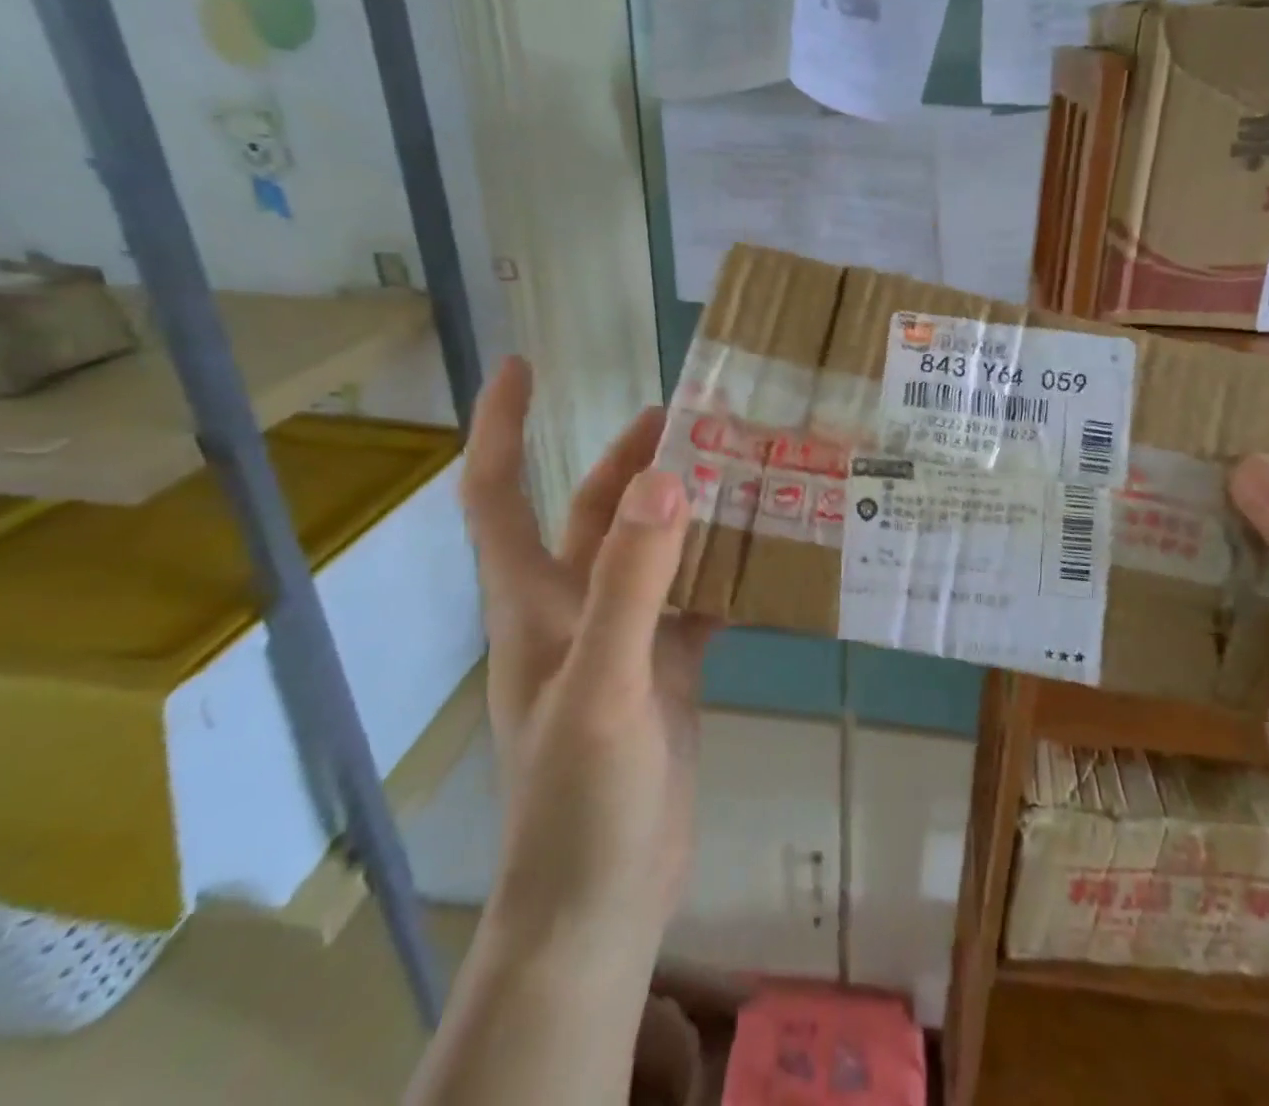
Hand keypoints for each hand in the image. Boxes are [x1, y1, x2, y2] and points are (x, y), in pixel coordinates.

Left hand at [459, 357, 715, 963]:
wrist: (601, 906)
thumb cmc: (580, 799)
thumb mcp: (605, 683)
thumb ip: (633, 581)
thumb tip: (665, 478)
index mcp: (534, 599)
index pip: (498, 491)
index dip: (503, 424)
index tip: (522, 363)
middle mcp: (574, 608)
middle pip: (597, 511)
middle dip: (632, 458)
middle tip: (696, 413)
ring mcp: (623, 640)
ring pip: (655, 553)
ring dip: (689, 512)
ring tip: (744, 469)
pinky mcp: (665, 671)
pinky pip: (695, 601)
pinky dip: (725, 572)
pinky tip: (770, 555)